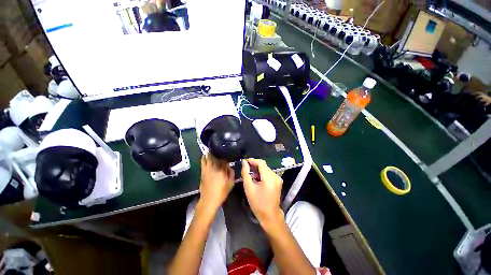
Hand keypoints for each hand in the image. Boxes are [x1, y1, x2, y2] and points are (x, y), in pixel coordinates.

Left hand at [199, 154, 234, 211]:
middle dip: (217, 152)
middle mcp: (214, 167)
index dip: (225, 155)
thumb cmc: (221, 192)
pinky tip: (204, 155)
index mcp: (222, 170)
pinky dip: (204, 158)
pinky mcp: (202, 172)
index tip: (227, 153)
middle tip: (219, 148)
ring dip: (210, 153)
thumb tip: (230, 166)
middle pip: (216, 157)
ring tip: (212, 149)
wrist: (208, 200)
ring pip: (208, 158)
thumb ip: (231, 173)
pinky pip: (203, 162)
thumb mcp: (230, 184)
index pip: (224, 159)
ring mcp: (207, 169)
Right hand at [241, 158, 283, 227]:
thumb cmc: (258, 203)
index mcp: (269, 177)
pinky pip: (268, 174)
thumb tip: (244, 162)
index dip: (252, 160)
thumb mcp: (249, 188)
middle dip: (254, 165)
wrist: (270, 216)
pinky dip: (262, 174)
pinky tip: (256, 178)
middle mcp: (275, 176)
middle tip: (245, 168)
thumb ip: (246, 173)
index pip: (261, 163)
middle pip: (264, 166)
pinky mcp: (278, 182)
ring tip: (249, 174)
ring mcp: (278, 179)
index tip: (244, 161)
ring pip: (266, 169)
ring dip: (258, 170)